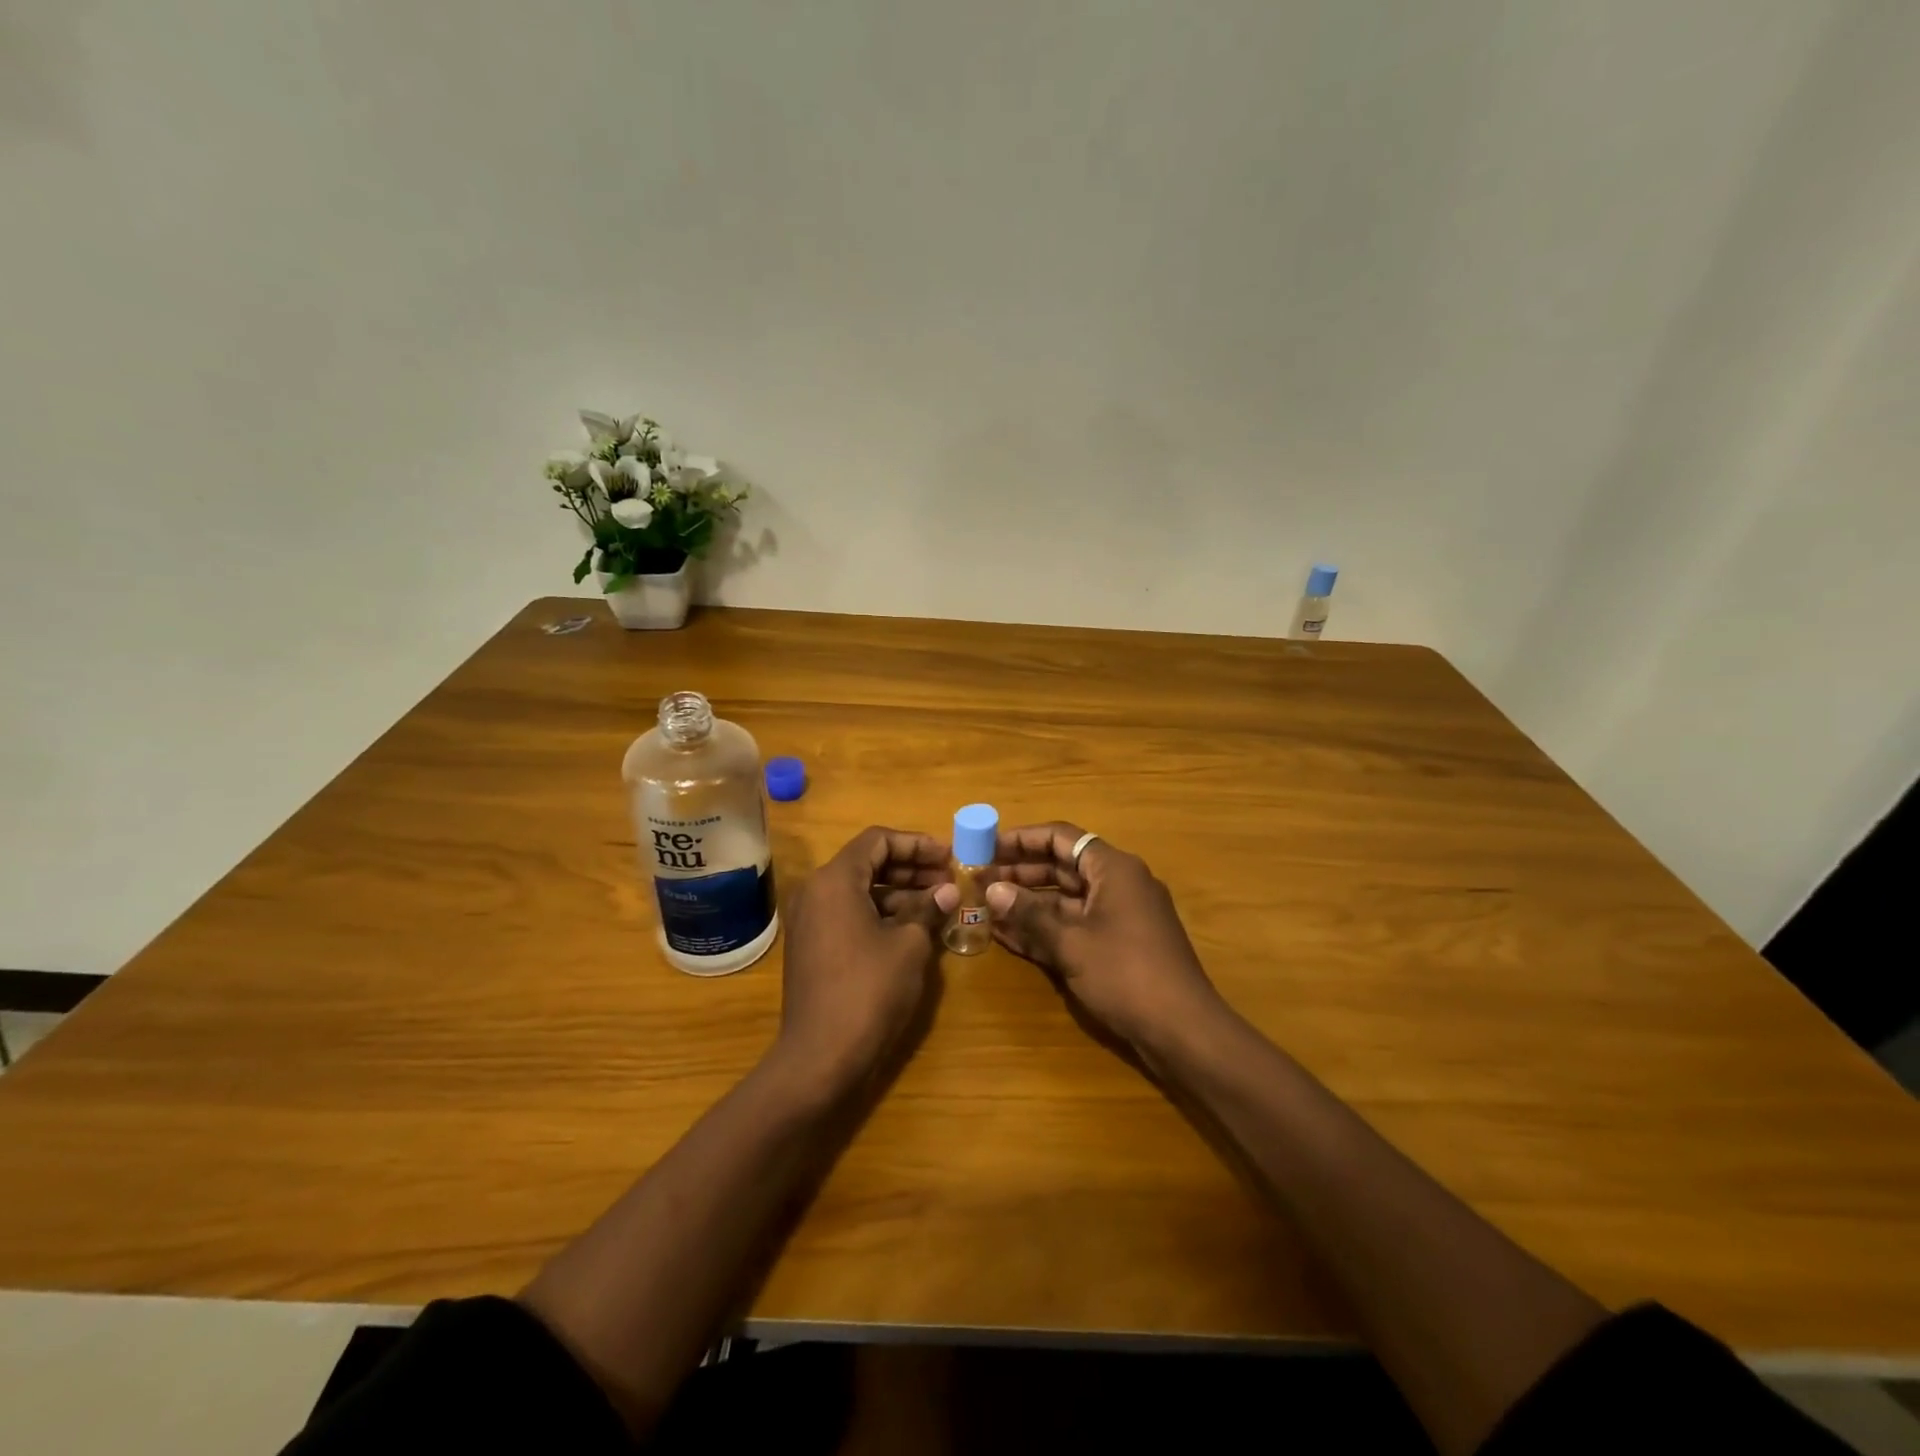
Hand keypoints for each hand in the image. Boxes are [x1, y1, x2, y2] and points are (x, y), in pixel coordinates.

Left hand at [777, 826, 947, 1084]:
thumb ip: (928, 908)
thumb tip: (947, 890)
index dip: (916, 844)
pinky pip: (850, 914)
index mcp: (834, 880)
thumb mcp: (909, 945)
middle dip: (911, 868)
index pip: (878, 840)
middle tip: (949, 879)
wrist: (820, 1057)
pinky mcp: (813, 946)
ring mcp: (810, 920)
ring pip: (860, 890)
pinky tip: (914, 928)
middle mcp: (815, 891)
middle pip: (868, 862)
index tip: (948, 857)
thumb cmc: (868, 990)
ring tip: (940, 903)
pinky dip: (881, 914)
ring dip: (899, 892)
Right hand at [944, 822, 1226, 1053]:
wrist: (1183, 1030)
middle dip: (1019, 872)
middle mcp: (1117, 884)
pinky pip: (1074, 926)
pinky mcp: (1117, 945)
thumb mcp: (1071, 943)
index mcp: (1113, 868)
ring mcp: (1118, 916)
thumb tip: (992, 890)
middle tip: (978, 879)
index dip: (1021, 839)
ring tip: (984, 905)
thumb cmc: (1126, 974)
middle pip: (1061, 866)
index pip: (1061, 837)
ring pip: (1065, 898)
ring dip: (1027, 902)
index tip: (986, 846)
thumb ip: (1029, 914)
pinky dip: (1044, 928)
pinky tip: (1007, 935)